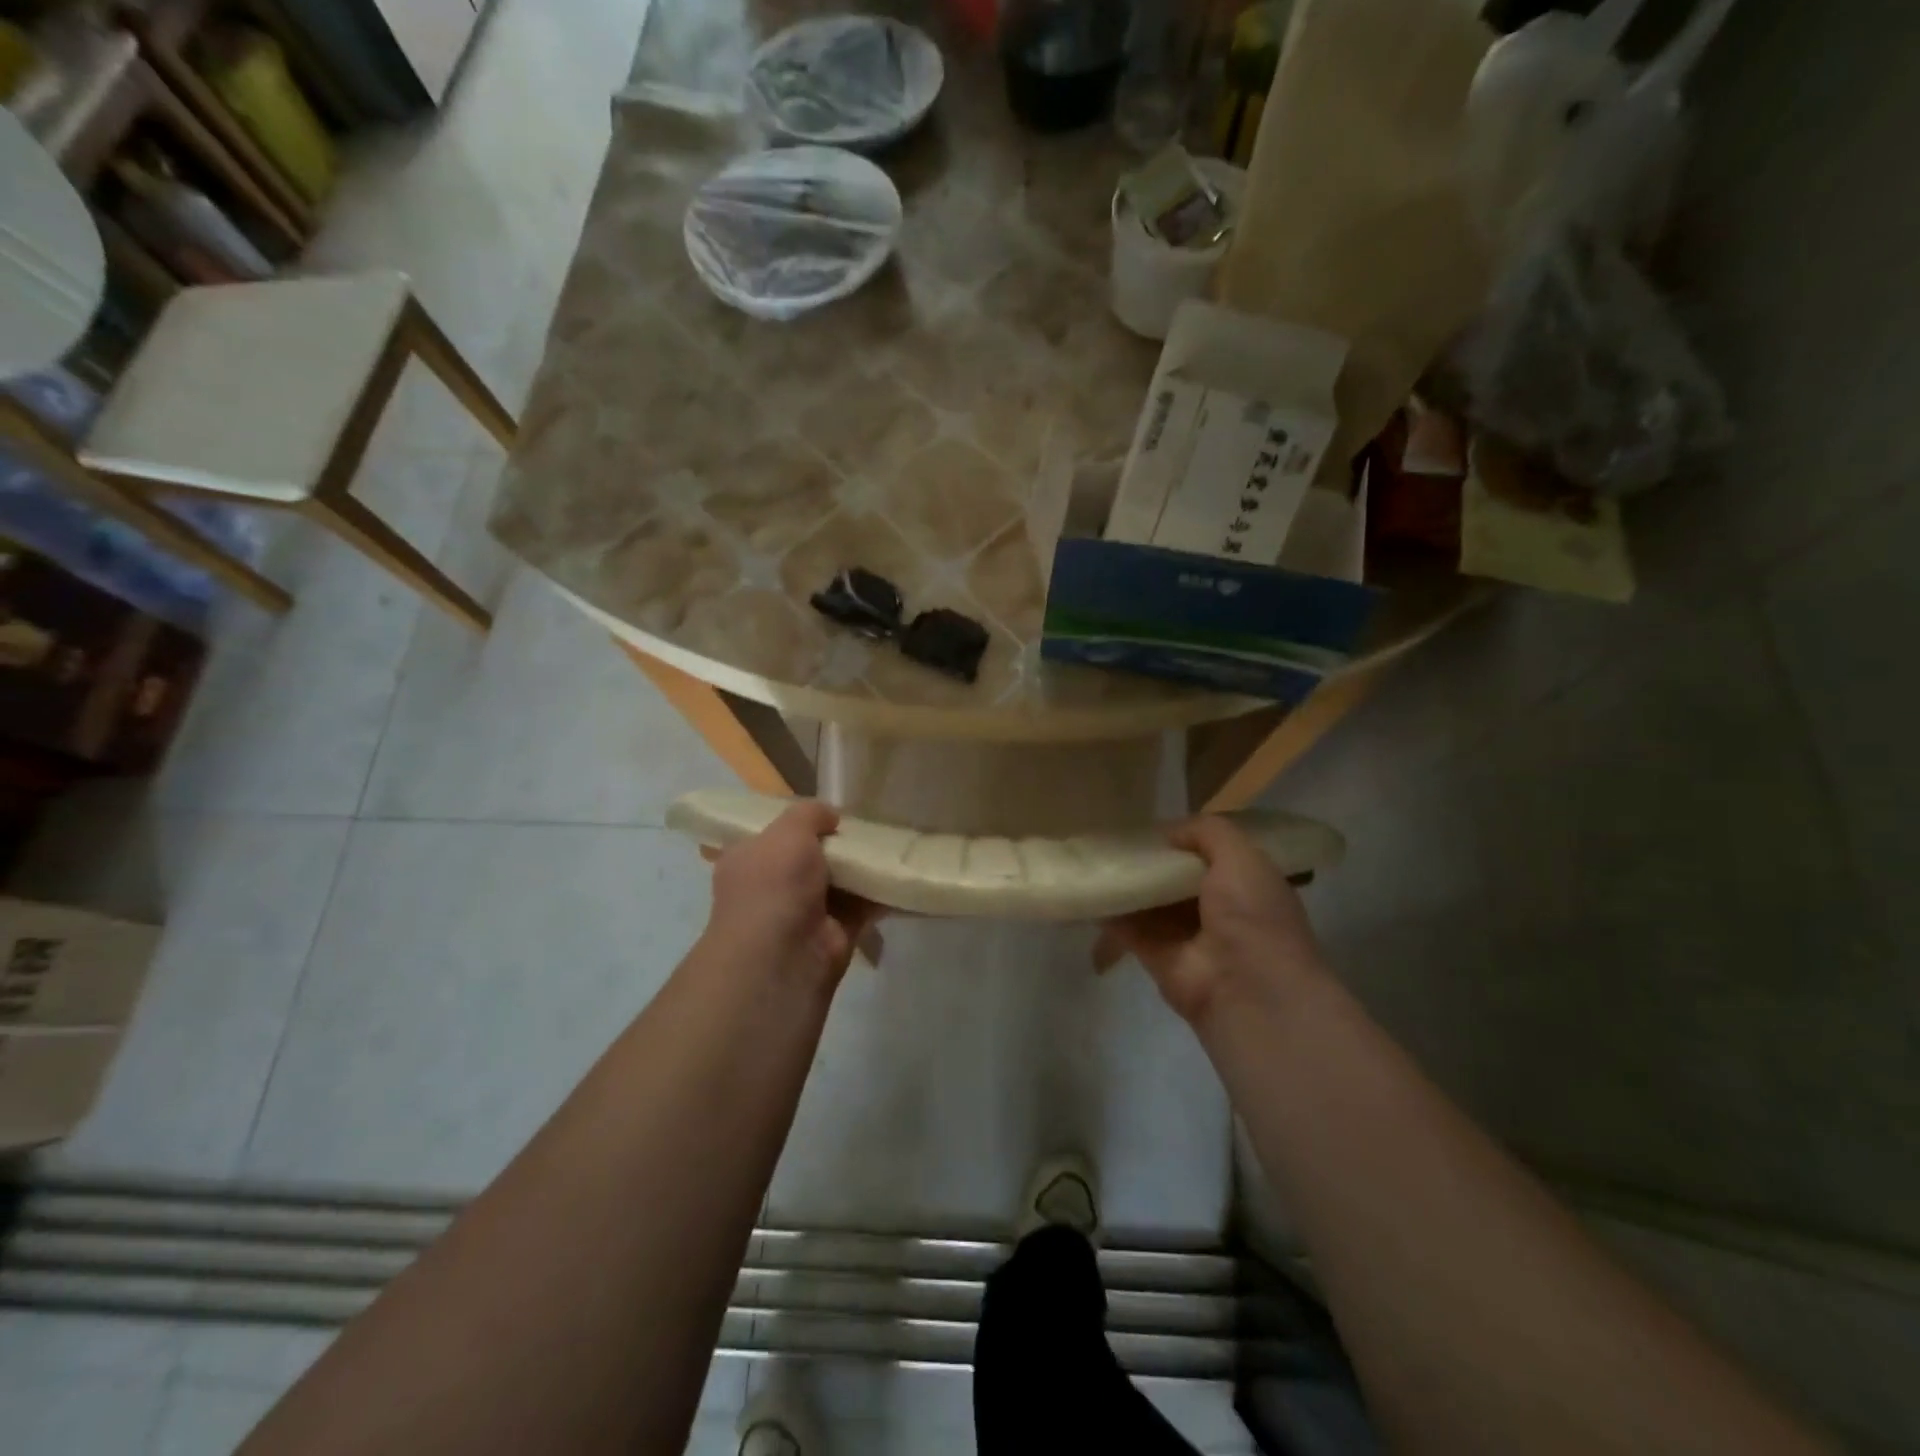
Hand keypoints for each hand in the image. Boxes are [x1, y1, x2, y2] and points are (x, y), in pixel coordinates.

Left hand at [701, 801, 880, 992]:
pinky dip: (880, 892)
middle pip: (810, 856)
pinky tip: (902, 874)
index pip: (771, 834)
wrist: (783, 955)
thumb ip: (810, 814)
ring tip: (892, 843)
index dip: (798, 822)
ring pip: (839, 880)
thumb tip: (831, 817)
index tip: (828, 812)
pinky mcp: (835, 932)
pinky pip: (862, 904)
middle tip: (868, 826)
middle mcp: (772, 886)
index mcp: (747, 860)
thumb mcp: (788, 831)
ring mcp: (804, 911)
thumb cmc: (774, 885)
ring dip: (861, 867)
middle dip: (836, 844)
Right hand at [1096, 816, 1327, 1025]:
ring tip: (1093, 857)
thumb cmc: (1253, 914)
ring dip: (1127, 883)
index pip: (1211, 856)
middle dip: (1151, 861)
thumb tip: (1168, 833)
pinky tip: (1088, 889)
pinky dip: (1109, 911)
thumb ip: (1207, 832)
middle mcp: (1217, 910)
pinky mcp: (1156, 957)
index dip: (1184, 840)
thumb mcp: (1242, 856)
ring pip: (1150, 902)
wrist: (1247, 988)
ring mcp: (1185, 936)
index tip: (1153, 827)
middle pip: (1175, 878)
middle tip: (1115, 838)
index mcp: (1246, 885)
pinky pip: (1128, 927)